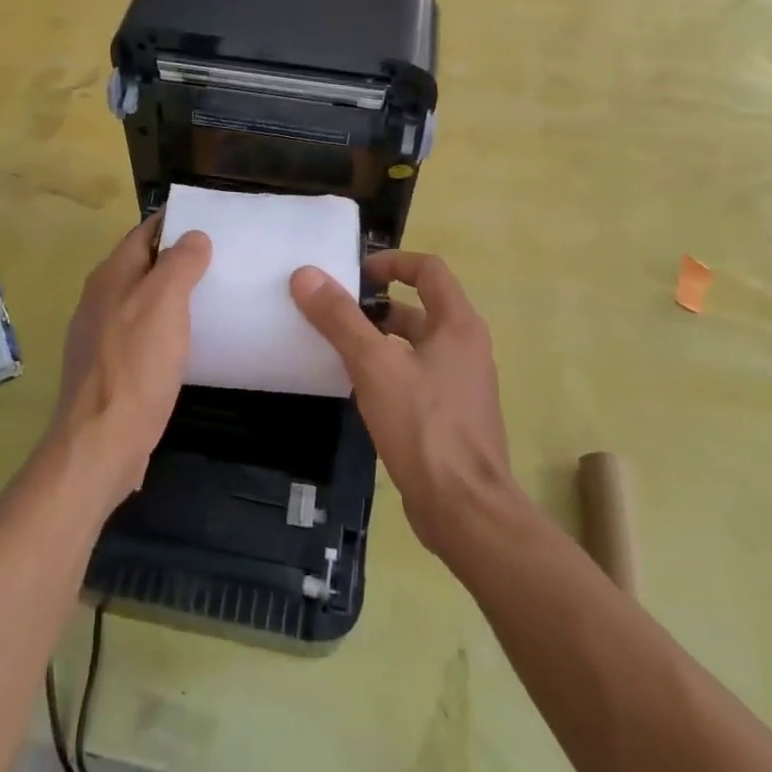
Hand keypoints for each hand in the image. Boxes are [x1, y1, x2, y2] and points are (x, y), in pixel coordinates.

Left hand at [54, 217, 212, 504]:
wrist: (101, 442)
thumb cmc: (136, 366)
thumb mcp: (164, 304)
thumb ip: (179, 264)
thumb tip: (193, 236)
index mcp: (111, 277)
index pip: (143, 233)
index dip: (174, 223)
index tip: (210, 221)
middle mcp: (100, 300)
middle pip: (142, 266)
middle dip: (176, 259)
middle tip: (220, 259)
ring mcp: (100, 336)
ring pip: (141, 301)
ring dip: (171, 295)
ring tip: (212, 296)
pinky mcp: (109, 368)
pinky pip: (141, 334)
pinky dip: (164, 328)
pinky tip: (187, 342)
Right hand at [290, 251, 514, 554]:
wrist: (464, 509)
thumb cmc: (423, 425)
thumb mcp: (374, 365)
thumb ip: (340, 318)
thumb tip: (305, 274)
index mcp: (458, 325)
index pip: (429, 270)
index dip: (392, 262)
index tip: (356, 274)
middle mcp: (466, 347)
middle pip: (421, 308)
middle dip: (378, 306)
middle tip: (335, 313)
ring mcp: (461, 384)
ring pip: (416, 346)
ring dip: (380, 340)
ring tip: (337, 348)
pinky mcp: (451, 416)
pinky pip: (416, 377)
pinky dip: (388, 371)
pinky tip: (358, 389)